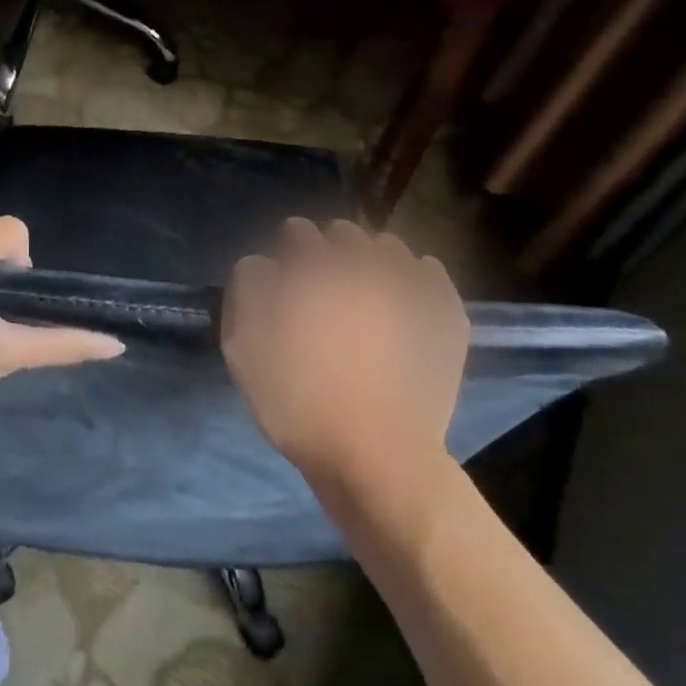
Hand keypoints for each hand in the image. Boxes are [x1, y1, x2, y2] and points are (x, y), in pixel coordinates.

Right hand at [222, 218, 468, 499]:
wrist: (375, 453)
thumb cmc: (298, 402)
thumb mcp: (243, 349)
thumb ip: (246, 292)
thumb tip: (261, 265)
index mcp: (315, 269)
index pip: (297, 232)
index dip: (287, 249)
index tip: (285, 272)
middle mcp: (364, 264)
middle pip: (343, 234)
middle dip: (329, 251)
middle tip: (323, 284)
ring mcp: (410, 285)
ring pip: (387, 247)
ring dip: (371, 260)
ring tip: (366, 290)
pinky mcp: (443, 312)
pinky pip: (428, 272)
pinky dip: (414, 277)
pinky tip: (404, 300)